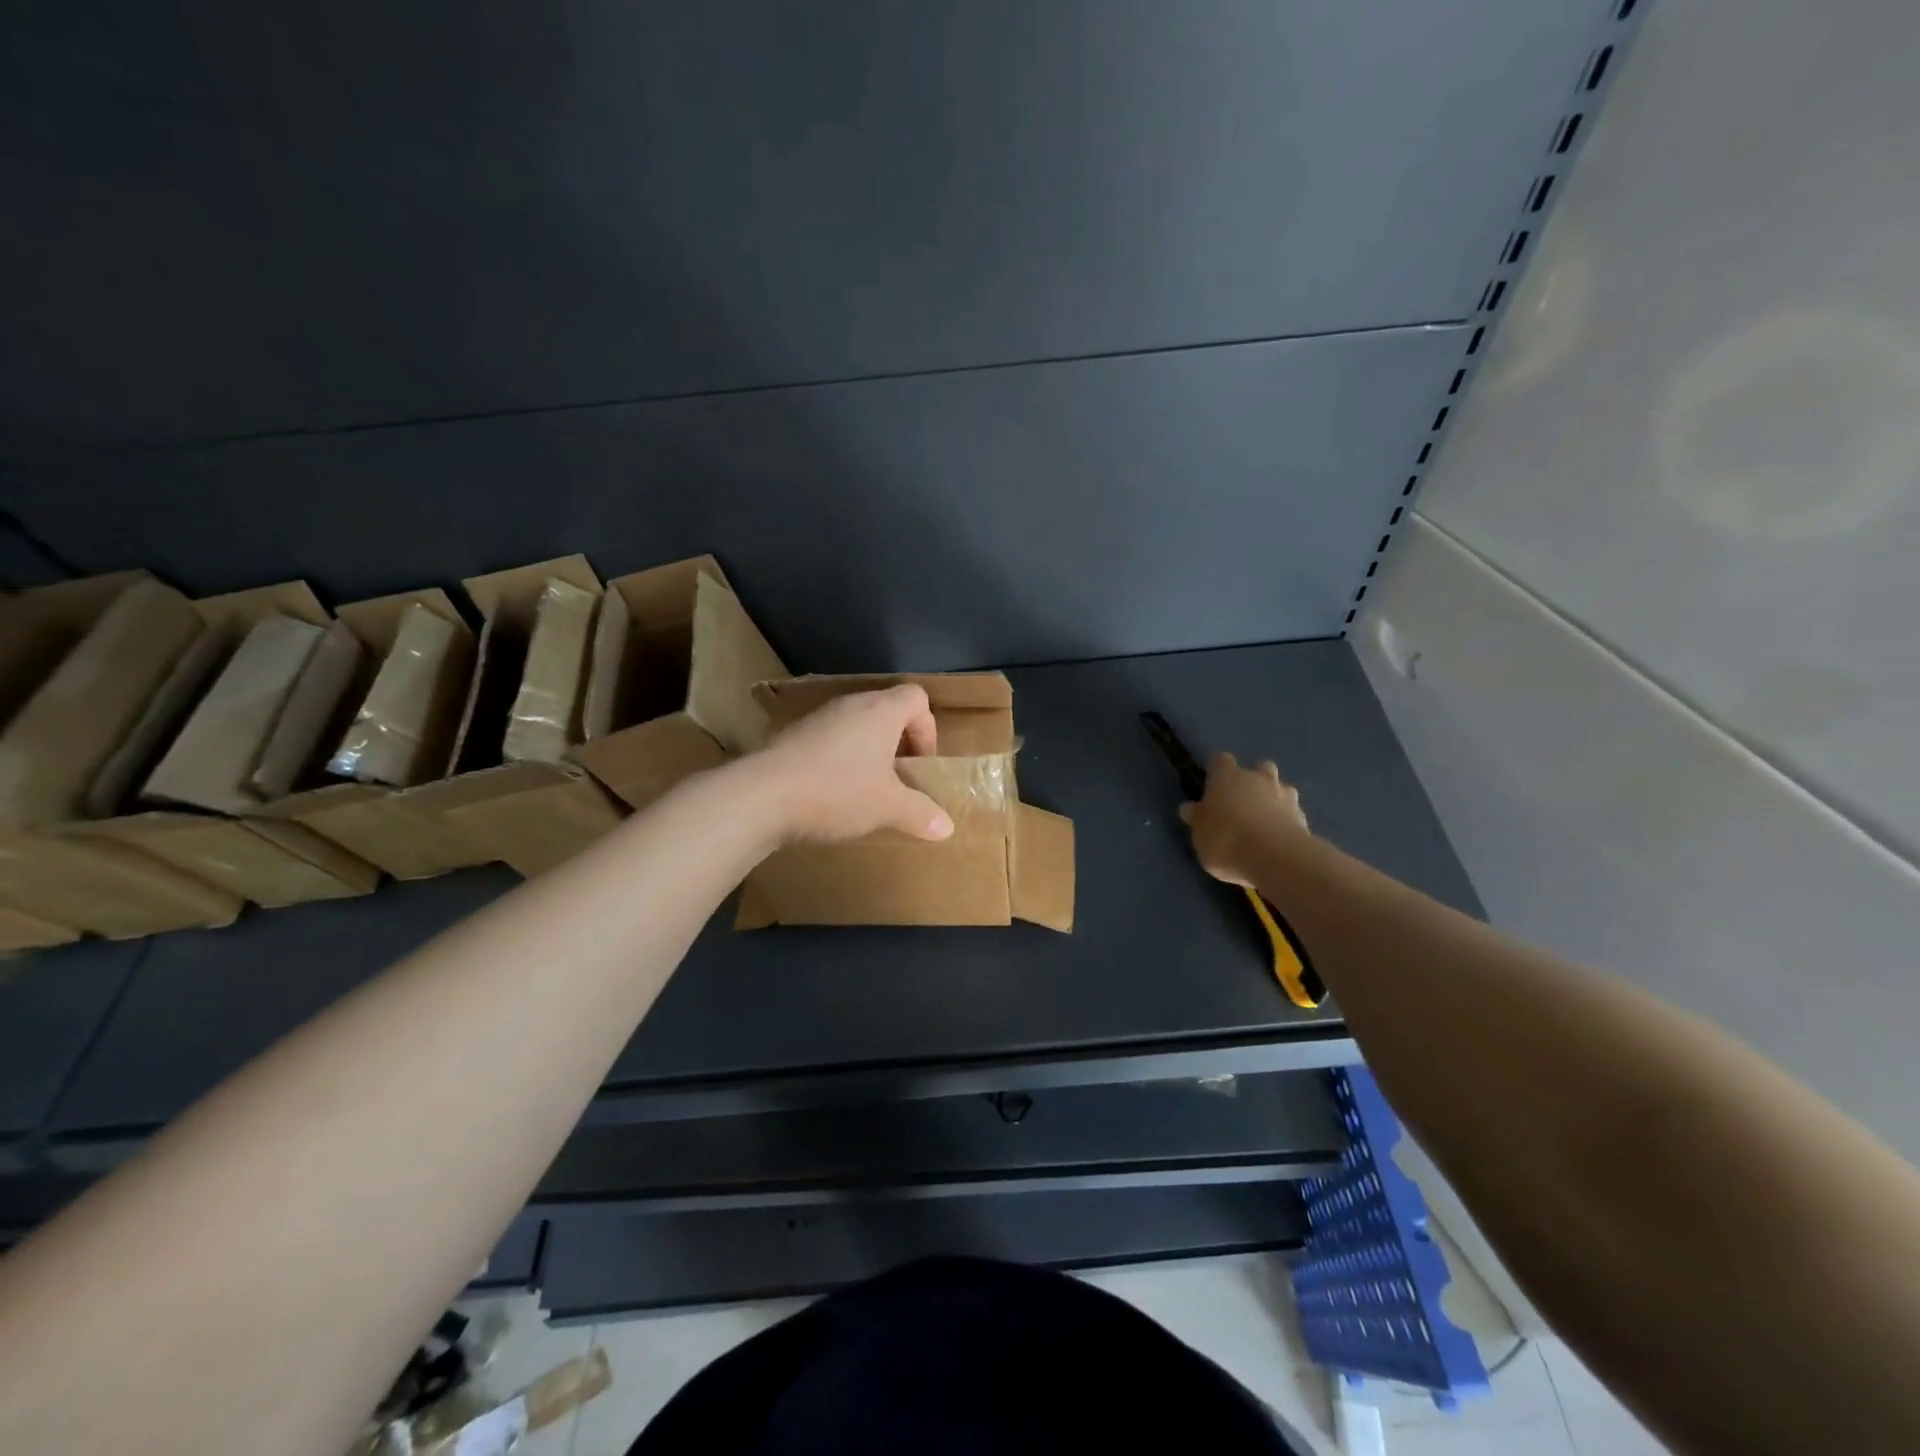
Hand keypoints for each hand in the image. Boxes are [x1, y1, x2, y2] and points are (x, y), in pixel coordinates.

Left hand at [750, 685, 955, 843]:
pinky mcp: (791, 735)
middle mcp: (850, 705)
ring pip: (855, 726)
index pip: (917, 697)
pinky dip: (838, 761)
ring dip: (866, 753)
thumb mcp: (888, 807)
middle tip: (897, 780)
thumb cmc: (837, 791)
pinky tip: (830, 794)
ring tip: (864, 790)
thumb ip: (920, 813)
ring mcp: (817, 718)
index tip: (919, 765)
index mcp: (880, 711)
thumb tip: (947, 827)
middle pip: (886, 711)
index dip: (927, 729)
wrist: (761, 795)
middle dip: (897, 744)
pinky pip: (828, 740)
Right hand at [1181, 752, 1308, 886]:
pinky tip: (1278, 840)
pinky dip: (1286, 821)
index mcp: (1227, 775)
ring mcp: (1285, 794)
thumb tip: (1190, 808)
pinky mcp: (1304, 816)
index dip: (1216, 771)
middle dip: (1252, 781)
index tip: (1212, 786)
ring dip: (1273, 799)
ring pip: (1279, 788)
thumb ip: (1196, 817)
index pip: (1220, 760)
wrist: (1276, 858)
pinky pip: (1292, 812)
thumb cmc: (1226, 839)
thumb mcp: (1199, 832)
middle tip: (1242, 803)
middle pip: (1258, 768)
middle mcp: (1258, 777)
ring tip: (1263, 823)